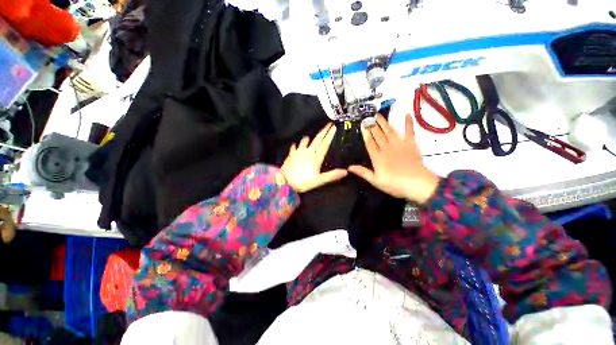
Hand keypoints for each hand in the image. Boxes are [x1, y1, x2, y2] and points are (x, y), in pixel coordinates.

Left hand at [281, 123, 347, 192]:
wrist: (284, 182)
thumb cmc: (303, 182)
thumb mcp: (319, 180)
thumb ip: (332, 175)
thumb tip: (345, 171)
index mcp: (315, 157)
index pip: (325, 144)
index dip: (330, 135)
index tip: (334, 127)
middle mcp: (307, 152)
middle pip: (317, 139)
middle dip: (324, 131)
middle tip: (329, 123)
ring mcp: (298, 152)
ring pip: (305, 141)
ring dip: (309, 137)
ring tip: (311, 137)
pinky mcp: (290, 155)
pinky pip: (294, 146)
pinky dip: (296, 145)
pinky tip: (296, 144)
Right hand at [348, 114, 439, 203]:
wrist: (417, 184)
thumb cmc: (394, 184)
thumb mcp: (375, 181)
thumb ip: (363, 172)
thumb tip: (349, 167)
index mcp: (378, 157)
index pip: (369, 143)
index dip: (365, 134)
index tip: (362, 126)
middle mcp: (387, 148)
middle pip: (378, 135)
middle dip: (372, 126)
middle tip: (368, 117)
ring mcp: (399, 145)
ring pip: (389, 131)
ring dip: (384, 123)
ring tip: (378, 115)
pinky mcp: (411, 144)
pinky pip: (409, 131)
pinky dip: (408, 123)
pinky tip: (407, 115)